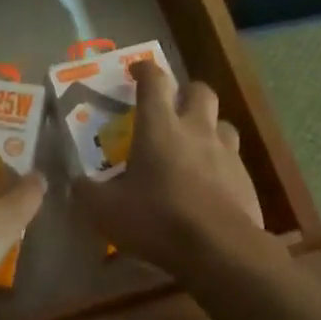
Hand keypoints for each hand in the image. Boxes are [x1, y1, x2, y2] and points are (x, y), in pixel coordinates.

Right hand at [72, 61, 281, 286]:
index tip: (137, 70)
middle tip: (172, 106)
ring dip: (208, 126)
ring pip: (222, 123)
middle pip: (199, 90)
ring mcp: (226, 152)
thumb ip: (86, 192)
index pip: (154, 80)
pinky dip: (221, 164)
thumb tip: (75, 183)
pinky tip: (211, 185)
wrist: (220, 250)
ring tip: (194, 146)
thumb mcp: (106, 211)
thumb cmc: (157, 220)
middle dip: (185, 91)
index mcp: (160, 126)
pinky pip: (234, 160)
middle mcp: (196, 129)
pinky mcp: (245, 179)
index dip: (145, 69)